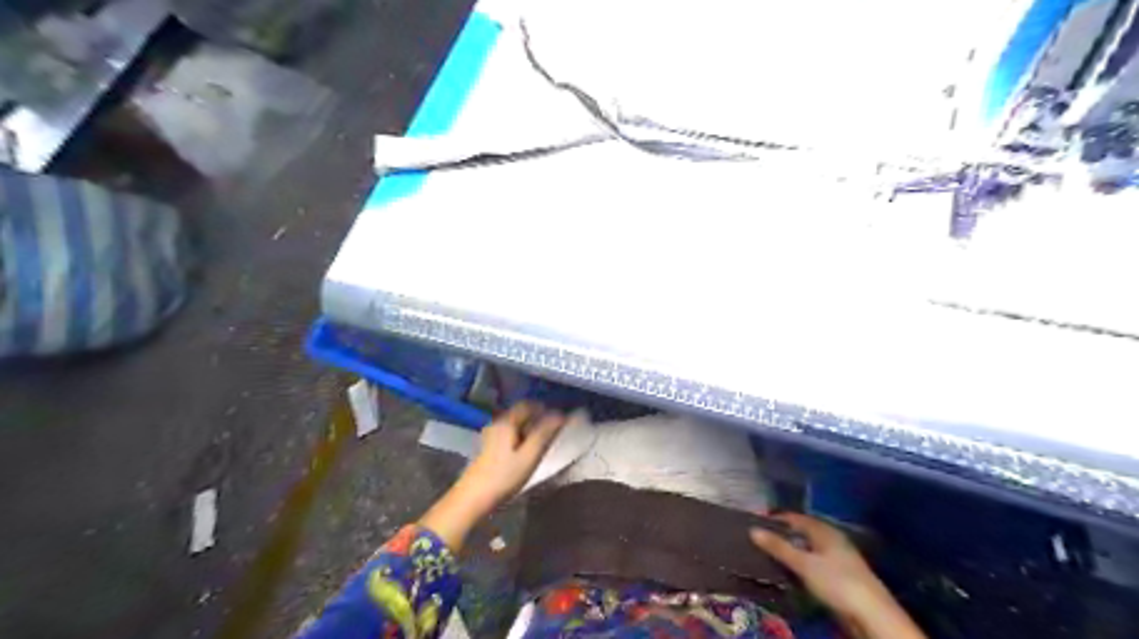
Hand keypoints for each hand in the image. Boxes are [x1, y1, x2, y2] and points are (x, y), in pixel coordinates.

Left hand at [420, 402, 566, 551]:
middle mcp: (496, 423)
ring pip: (513, 425)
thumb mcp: (529, 456)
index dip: (544, 409)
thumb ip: (544, 434)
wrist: (471, 499)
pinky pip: (508, 435)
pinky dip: (519, 438)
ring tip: (541, 444)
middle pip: (519, 414)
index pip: (527, 405)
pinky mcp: (487, 448)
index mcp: (506, 422)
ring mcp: (489, 436)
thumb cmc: (503, 476)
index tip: (559, 419)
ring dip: (528, 430)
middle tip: (552, 432)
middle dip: (537, 419)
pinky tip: (524, 453)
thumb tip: (560, 414)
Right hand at [749, 515, 924, 638]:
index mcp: (825, 531)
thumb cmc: (837, 581)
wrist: (872, 615)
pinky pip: (813, 564)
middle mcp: (832, 540)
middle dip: (782, 536)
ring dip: (791, 552)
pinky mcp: (840, 577)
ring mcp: (838, 559)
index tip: (757, 523)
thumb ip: (779, 547)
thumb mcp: (803, 564)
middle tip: (760, 540)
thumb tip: (752, 529)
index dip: (777, 519)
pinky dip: (800, 565)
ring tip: (770, 557)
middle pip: (802, 533)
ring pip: (808, 550)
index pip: (796, 517)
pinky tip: (790, 573)